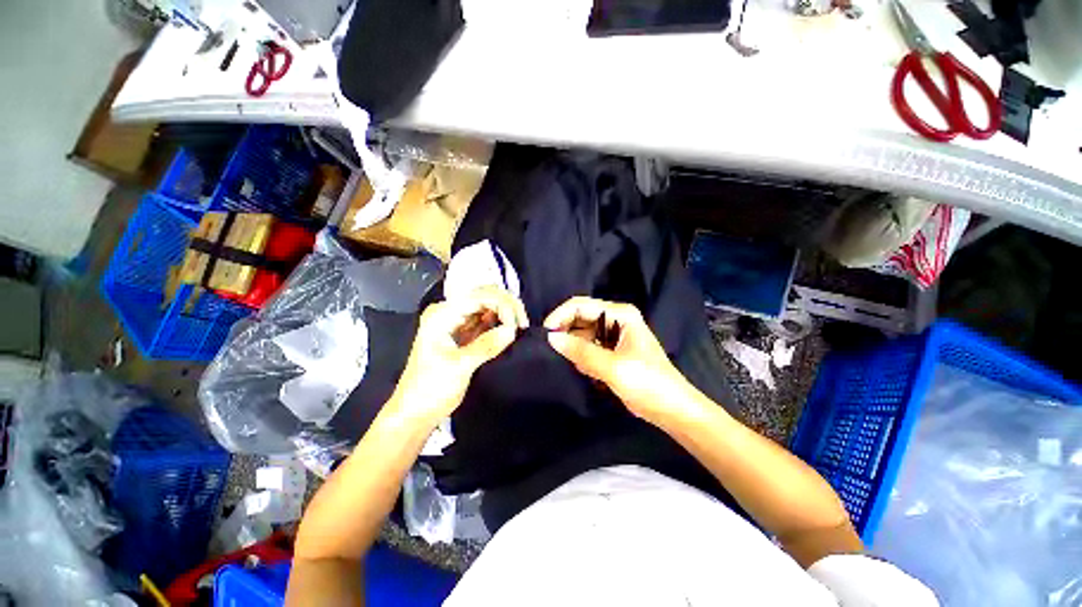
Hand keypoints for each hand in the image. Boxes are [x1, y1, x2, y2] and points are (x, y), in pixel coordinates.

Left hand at [389, 287, 527, 426]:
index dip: (503, 305)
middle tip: (523, 325)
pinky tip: (510, 331)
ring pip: (488, 305)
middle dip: (507, 306)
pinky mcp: (465, 333)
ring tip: (520, 328)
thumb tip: (512, 330)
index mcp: (442, 314)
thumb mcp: (458, 367)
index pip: (480, 295)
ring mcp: (457, 321)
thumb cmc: (430, 390)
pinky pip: (487, 320)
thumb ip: (486, 346)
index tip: (517, 326)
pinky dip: (500, 322)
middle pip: (485, 295)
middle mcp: (450, 311)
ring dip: (506, 313)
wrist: (415, 412)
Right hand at [545, 297, 694, 423]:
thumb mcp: (613, 367)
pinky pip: (587, 347)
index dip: (560, 316)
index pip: (581, 306)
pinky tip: (585, 370)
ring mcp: (613, 336)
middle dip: (565, 331)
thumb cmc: (648, 383)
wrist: (671, 410)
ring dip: (573, 346)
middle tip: (549, 349)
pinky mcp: (610, 351)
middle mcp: (615, 319)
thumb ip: (581, 351)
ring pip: (582, 333)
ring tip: (568, 362)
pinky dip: (581, 357)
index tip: (545, 334)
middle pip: (580, 317)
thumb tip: (551, 338)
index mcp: (620, 314)